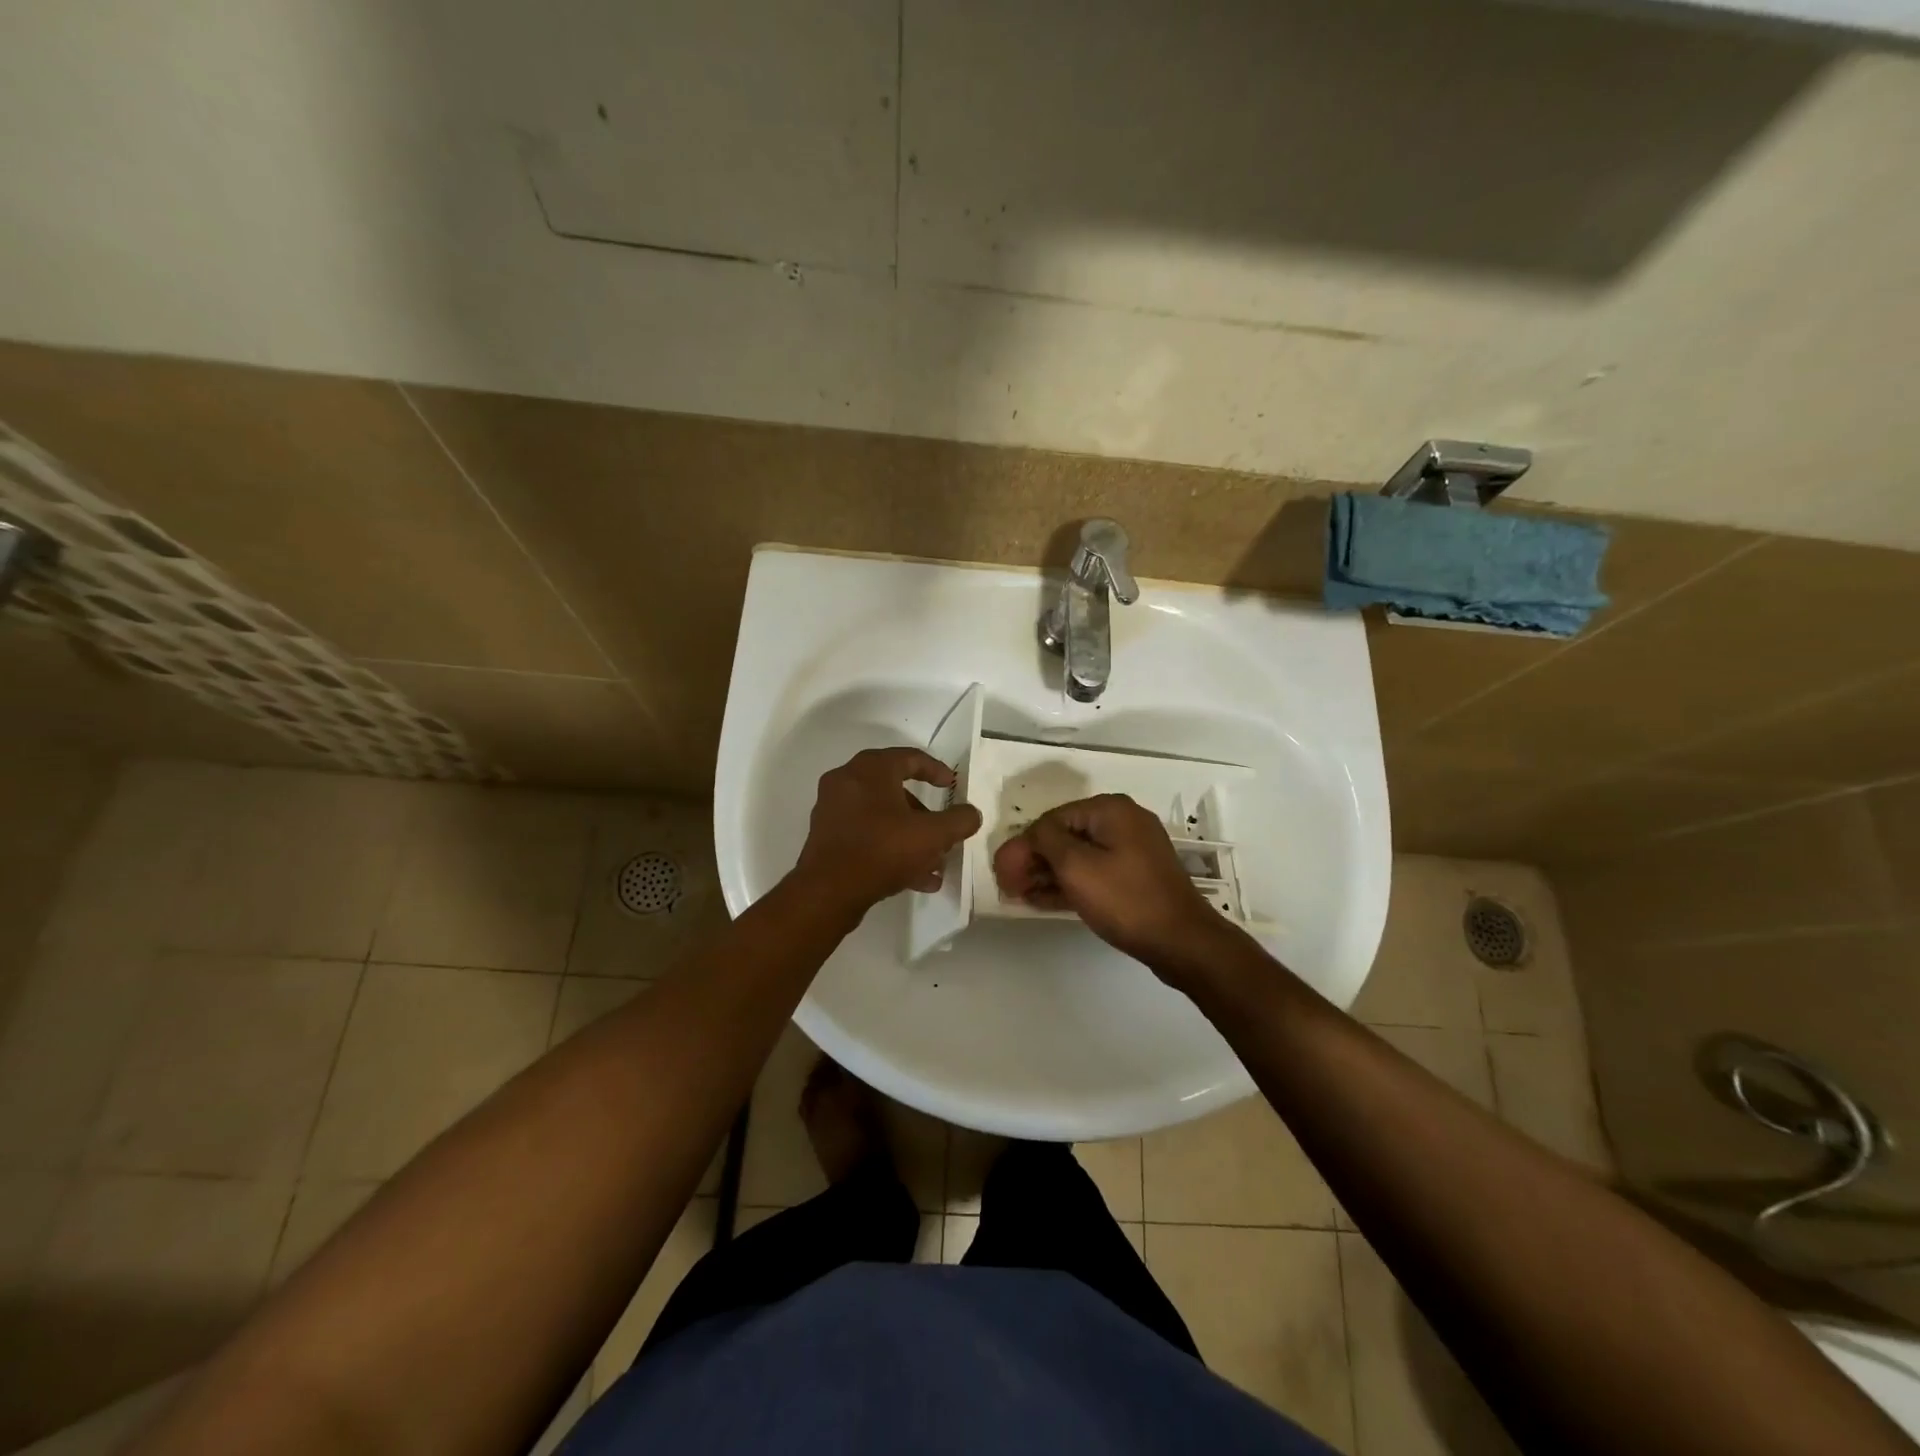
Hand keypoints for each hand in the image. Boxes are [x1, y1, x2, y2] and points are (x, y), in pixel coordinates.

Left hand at [793, 748, 982, 914]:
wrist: (827, 892)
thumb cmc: (882, 850)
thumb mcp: (932, 835)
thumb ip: (959, 821)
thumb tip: (972, 814)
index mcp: (870, 769)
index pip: (910, 757)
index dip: (937, 770)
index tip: (953, 786)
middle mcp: (847, 781)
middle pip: (895, 790)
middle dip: (924, 814)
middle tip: (943, 830)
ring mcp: (833, 809)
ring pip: (882, 816)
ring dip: (910, 836)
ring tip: (934, 864)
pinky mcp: (827, 836)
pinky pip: (867, 834)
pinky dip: (890, 848)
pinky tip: (916, 879)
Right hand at [992, 793, 1237, 976]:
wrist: (1182, 941)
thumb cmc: (1125, 899)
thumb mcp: (1076, 866)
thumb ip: (1045, 841)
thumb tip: (1031, 834)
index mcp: (1110, 809)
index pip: (1051, 820)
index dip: (1023, 846)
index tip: (1002, 874)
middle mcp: (1122, 821)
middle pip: (1065, 835)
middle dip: (1033, 860)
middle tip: (1009, 886)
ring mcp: (1132, 849)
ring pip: (1078, 855)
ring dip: (1048, 873)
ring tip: (1020, 895)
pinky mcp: (1136, 875)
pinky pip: (1094, 871)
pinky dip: (1070, 883)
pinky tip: (1043, 900)